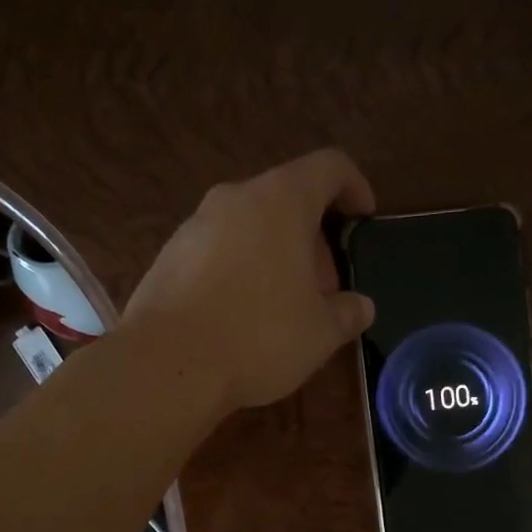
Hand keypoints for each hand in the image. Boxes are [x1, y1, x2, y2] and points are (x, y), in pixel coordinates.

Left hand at [122, 150, 376, 412]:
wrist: (167, 364)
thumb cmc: (258, 337)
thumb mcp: (321, 333)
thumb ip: (348, 313)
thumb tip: (360, 306)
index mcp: (281, 200)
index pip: (330, 167)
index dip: (355, 187)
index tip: (364, 220)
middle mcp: (235, 198)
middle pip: (287, 199)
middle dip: (314, 238)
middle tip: (326, 288)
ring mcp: (195, 225)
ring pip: (250, 226)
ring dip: (276, 256)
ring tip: (285, 307)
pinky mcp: (169, 256)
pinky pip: (219, 251)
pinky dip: (241, 270)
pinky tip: (243, 317)